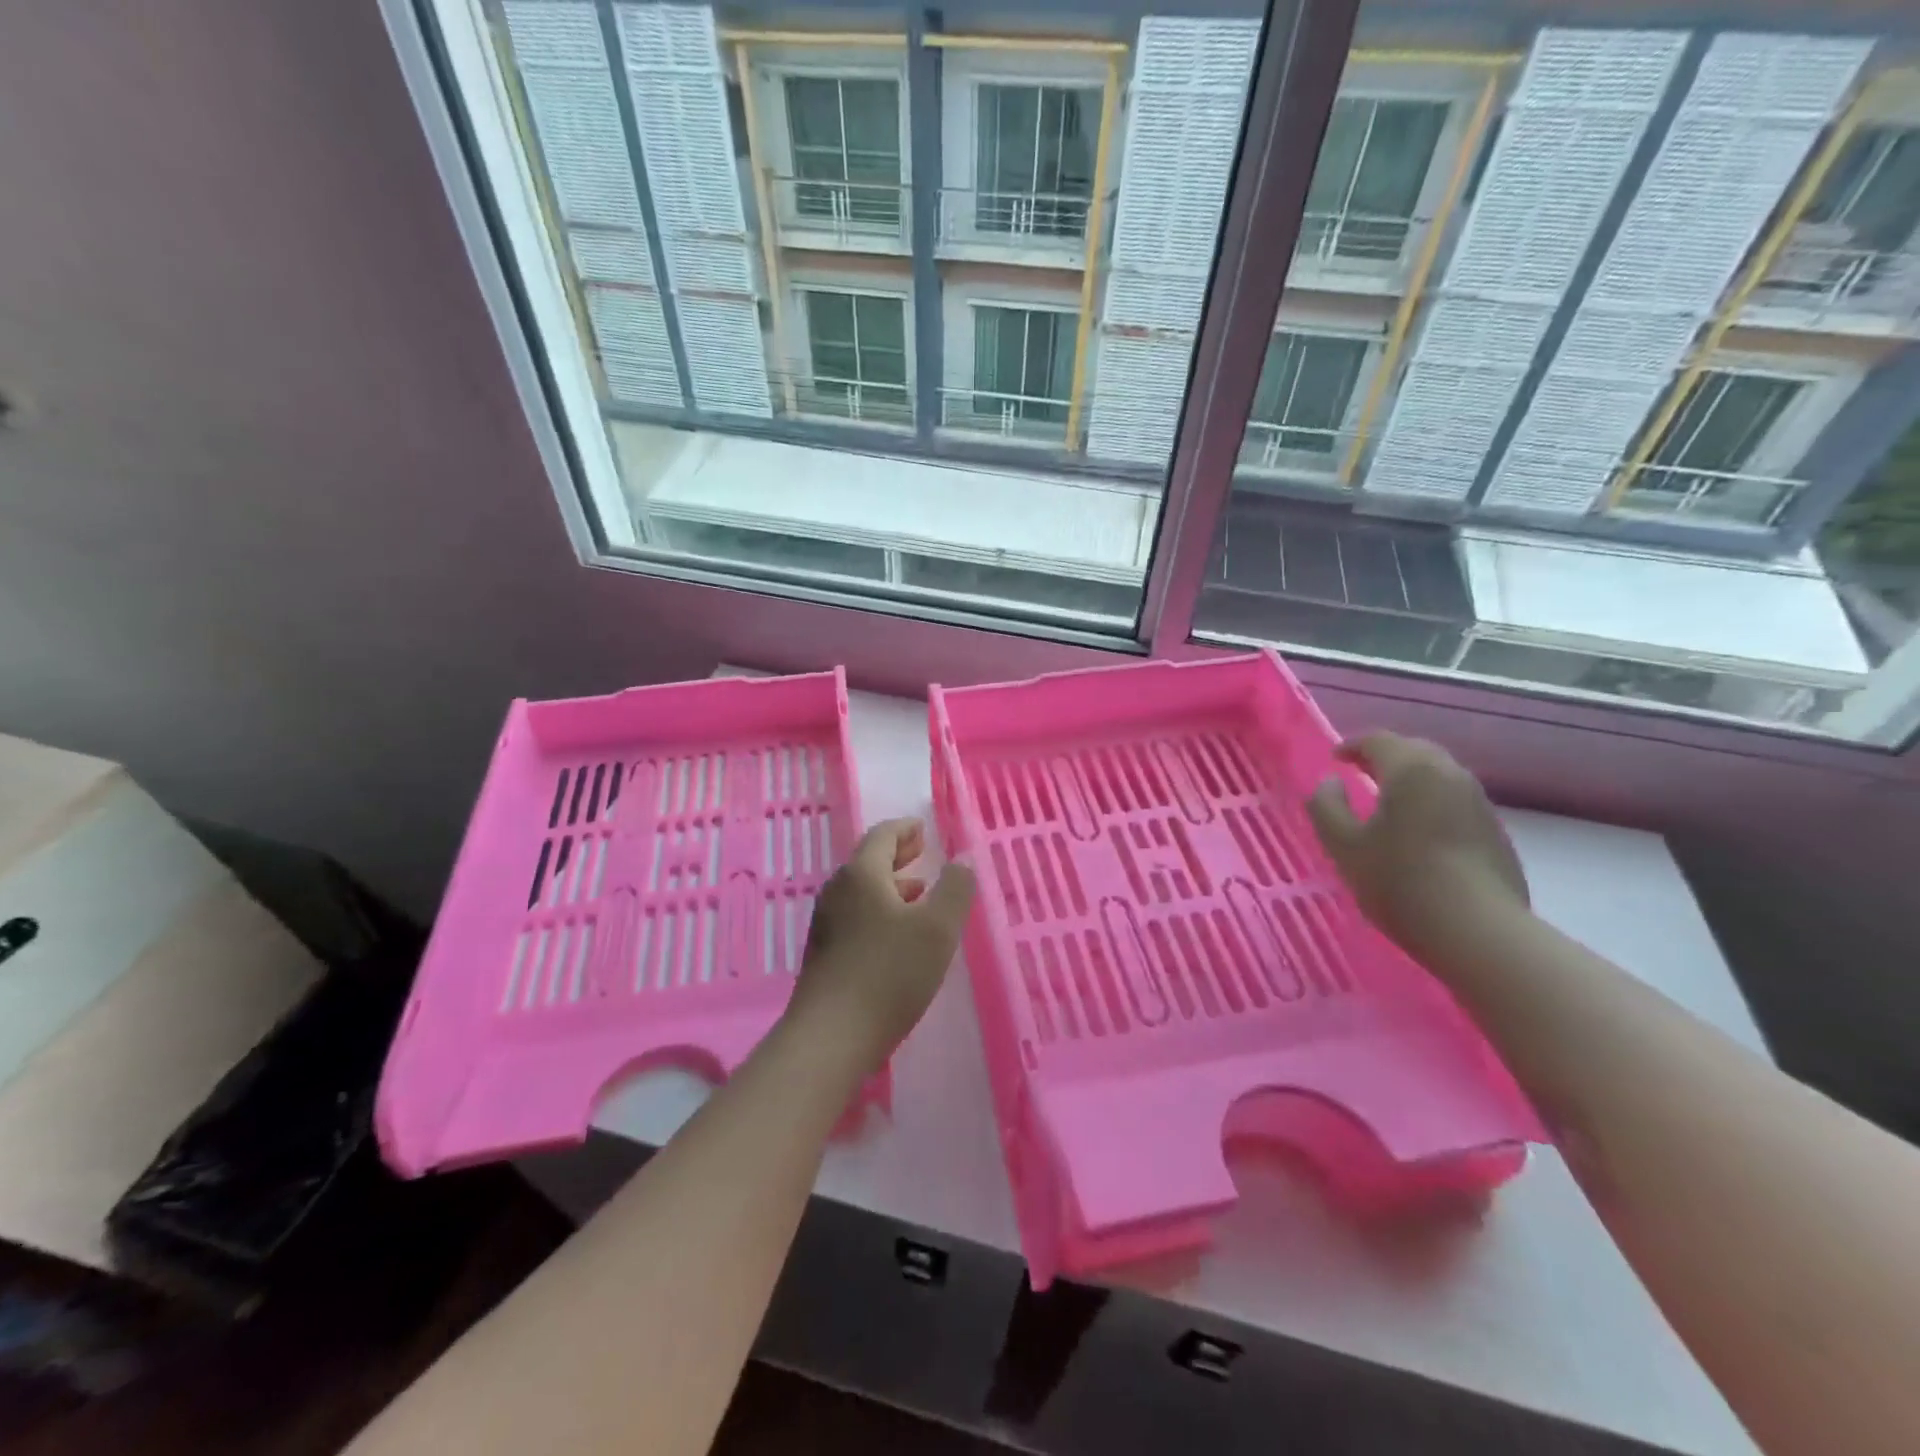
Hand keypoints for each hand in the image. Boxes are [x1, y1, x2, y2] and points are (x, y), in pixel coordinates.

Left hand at [785, 818, 976, 1071]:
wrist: (830, 1037)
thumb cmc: (889, 975)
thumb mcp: (937, 929)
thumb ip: (955, 889)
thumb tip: (961, 859)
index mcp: (861, 875)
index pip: (882, 836)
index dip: (905, 829)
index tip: (922, 829)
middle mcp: (838, 891)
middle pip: (868, 861)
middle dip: (897, 854)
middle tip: (921, 851)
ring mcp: (826, 923)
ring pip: (862, 890)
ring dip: (890, 884)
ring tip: (918, 891)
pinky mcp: (824, 953)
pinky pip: (856, 915)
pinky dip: (880, 909)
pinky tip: (897, 934)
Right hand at [1306, 732, 1528, 961]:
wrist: (1480, 932)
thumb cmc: (1401, 882)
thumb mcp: (1344, 846)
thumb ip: (1326, 807)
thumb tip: (1330, 782)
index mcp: (1411, 770)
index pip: (1379, 741)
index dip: (1352, 745)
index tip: (1335, 759)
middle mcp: (1450, 775)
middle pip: (1414, 751)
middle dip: (1384, 757)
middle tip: (1360, 773)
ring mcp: (1479, 803)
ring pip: (1438, 775)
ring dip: (1410, 780)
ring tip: (1388, 802)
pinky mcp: (1495, 831)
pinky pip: (1454, 801)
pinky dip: (1431, 802)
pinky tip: (1419, 831)